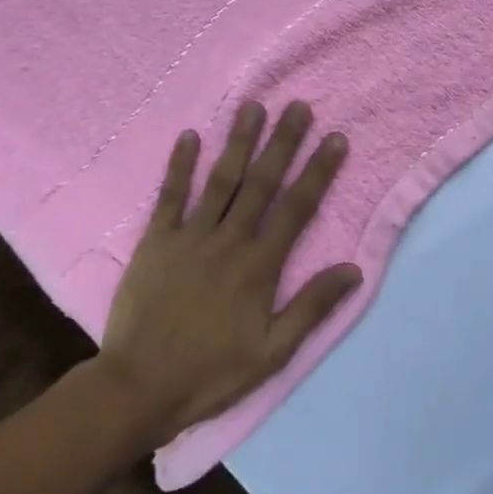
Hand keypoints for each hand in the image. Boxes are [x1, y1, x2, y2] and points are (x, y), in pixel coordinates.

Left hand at [96, 101, 360, 444]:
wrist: (139, 387)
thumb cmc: (211, 373)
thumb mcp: (273, 352)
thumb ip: (312, 307)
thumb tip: (354, 269)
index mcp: (260, 266)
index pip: (297, 208)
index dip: (318, 171)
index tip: (335, 138)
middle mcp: (229, 240)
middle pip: (262, 182)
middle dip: (283, 142)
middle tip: (298, 106)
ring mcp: (189, 237)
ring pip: (220, 180)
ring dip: (238, 141)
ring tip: (252, 107)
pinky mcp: (155, 242)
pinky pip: (169, 196)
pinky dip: (179, 166)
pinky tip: (189, 136)